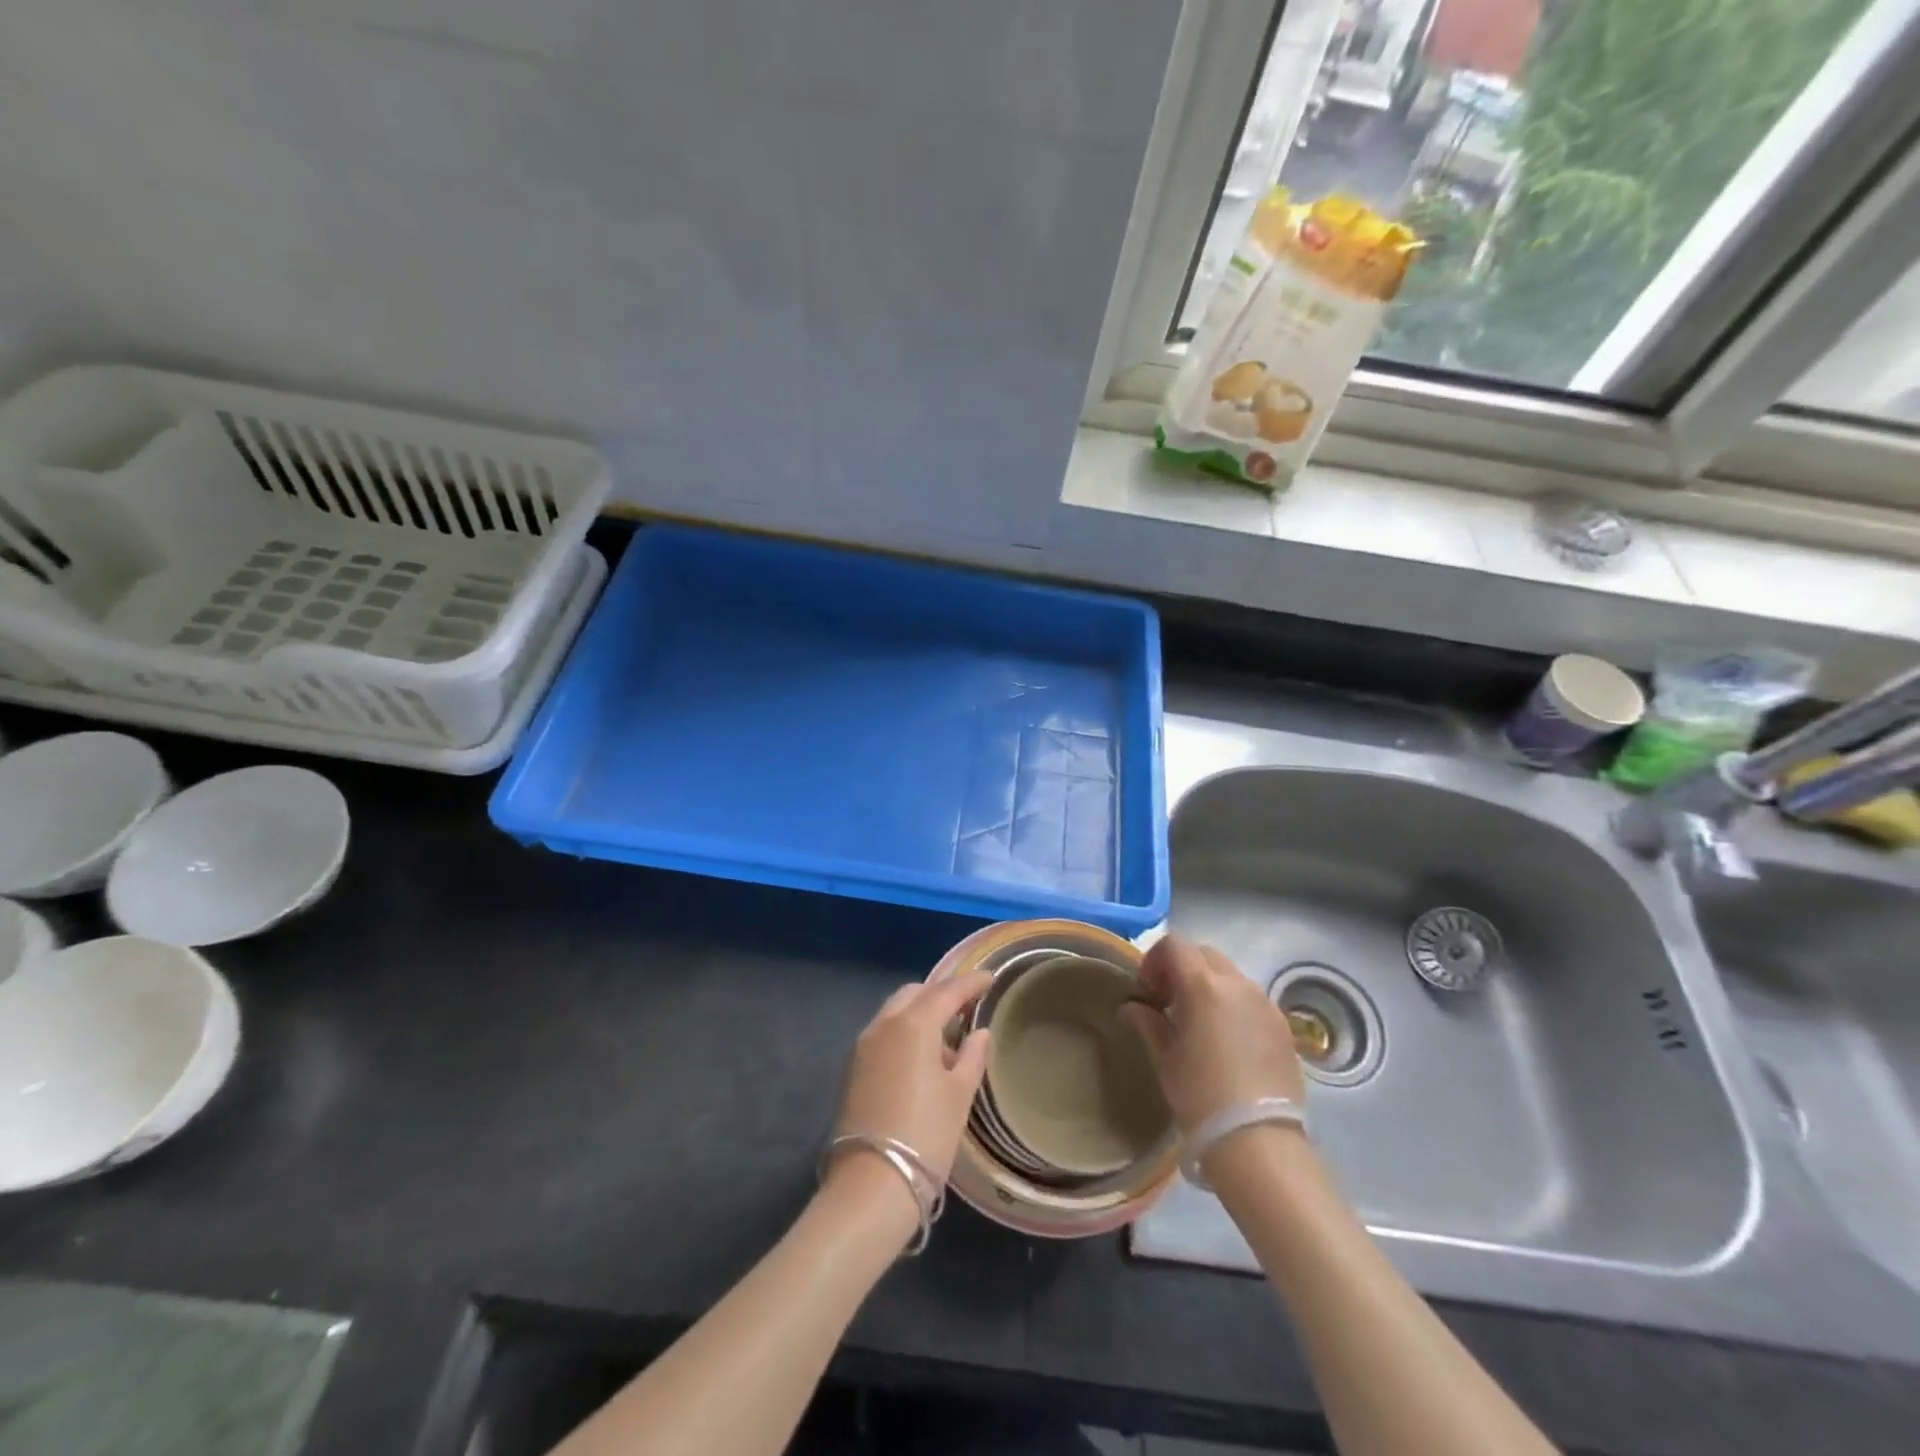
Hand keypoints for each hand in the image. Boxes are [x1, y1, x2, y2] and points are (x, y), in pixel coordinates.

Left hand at [833, 971, 992, 1184]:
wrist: (872, 1184)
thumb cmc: (926, 1134)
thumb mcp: (959, 1094)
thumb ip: (972, 1056)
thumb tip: (979, 1033)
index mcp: (913, 1024)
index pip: (947, 991)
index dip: (971, 982)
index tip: (990, 978)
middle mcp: (884, 1024)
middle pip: (915, 993)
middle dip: (941, 993)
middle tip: (966, 1004)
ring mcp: (863, 1045)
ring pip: (895, 1011)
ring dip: (920, 1012)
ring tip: (947, 1034)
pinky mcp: (853, 1068)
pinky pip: (883, 1032)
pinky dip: (904, 1031)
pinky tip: (922, 1056)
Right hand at [1121, 933, 1305, 1136]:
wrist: (1258, 1140)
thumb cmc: (1201, 1095)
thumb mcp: (1165, 1058)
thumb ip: (1148, 1022)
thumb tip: (1134, 1007)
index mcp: (1203, 985)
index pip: (1175, 945)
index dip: (1155, 959)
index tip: (1148, 990)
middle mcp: (1238, 983)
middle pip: (1205, 955)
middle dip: (1184, 969)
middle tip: (1170, 1002)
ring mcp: (1265, 1003)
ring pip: (1231, 976)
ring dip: (1210, 986)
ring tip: (1200, 1023)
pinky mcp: (1283, 1025)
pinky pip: (1252, 1000)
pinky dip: (1234, 1005)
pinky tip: (1227, 1041)